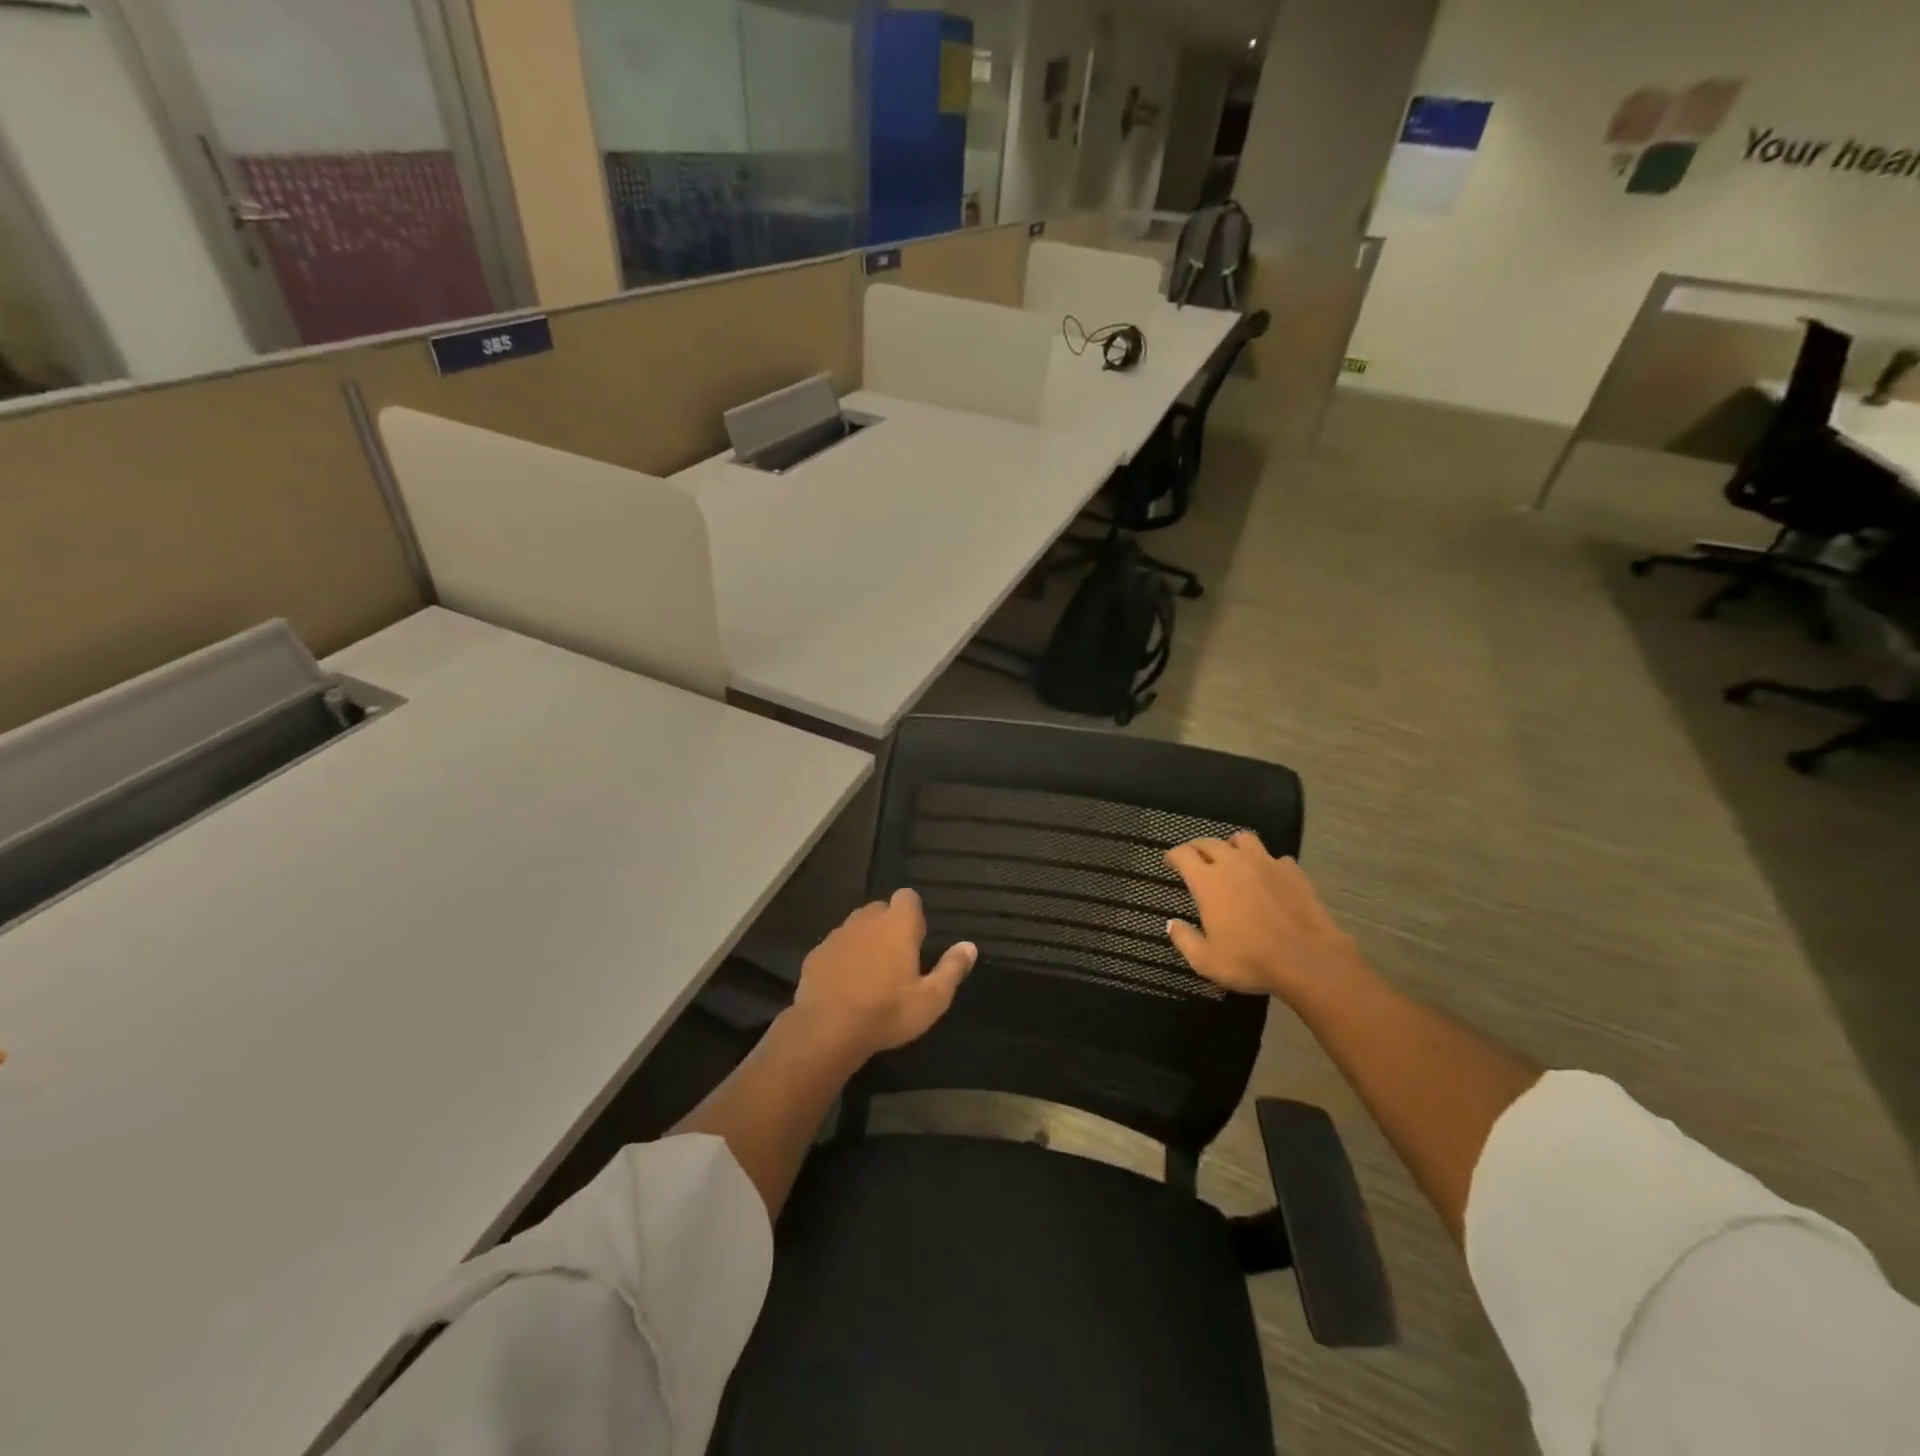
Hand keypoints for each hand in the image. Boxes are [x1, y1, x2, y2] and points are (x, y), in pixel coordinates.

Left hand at [790, 889, 975, 1058]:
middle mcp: (866, 920)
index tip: (916, 940)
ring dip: (864, 940)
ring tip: (870, 973)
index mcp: (897, 925)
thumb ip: (952, 968)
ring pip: (855, 927)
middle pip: (880, 909)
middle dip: (889, 925)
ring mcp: (837, 935)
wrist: (827, 1030)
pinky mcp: (816, 954)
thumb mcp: (931, 999)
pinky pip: (835, 947)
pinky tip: (845, 985)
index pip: (907, 896)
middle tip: (896, 959)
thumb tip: (969, 946)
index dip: (913, 914)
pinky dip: (842, 958)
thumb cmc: (887, 1012)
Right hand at [1164, 833, 1362, 1002]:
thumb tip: (1172, 923)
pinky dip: (1266, 864)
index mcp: (1208, 881)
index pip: (1183, 854)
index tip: (1170, 862)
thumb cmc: (1251, 960)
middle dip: (1198, 848)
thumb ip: (1184, 940)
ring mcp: (1265, 863)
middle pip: (1209, 842)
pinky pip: (1274, 858)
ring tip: (1232, 858)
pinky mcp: (1292, 871)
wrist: (1308, 960)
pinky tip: (1268, 877)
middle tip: (1195, 859)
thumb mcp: (1206, 961)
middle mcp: (1233, 863)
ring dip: (1232, 846)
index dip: (1173, 856)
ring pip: (1243, 840)